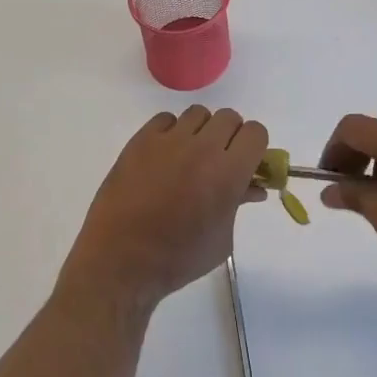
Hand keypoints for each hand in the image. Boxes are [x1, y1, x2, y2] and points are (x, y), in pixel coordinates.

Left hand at [56, 106, 267, 316]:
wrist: (120, 262)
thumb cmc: (178, 259)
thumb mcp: (221, 239)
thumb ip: (239, 203)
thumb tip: (254, 186)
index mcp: (228, 173)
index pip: (256, 132)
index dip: (254, 146)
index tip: (246, 162)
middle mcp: (203, 148)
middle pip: (229, 118)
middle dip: (230, 137)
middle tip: (218, 160)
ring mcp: (170, 140)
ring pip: (199, 114)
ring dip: (201, 132)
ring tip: (188, 157)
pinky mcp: (142, 139)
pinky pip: (166, 119)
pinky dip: (170, 132)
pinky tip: (163, 156)